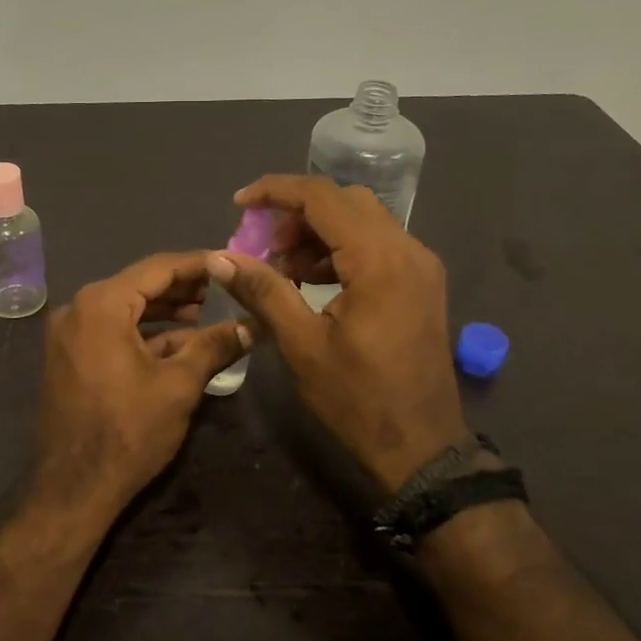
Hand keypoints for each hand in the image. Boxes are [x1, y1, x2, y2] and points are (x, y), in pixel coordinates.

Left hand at [33, 253, 250, 518]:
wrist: (74, 488)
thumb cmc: (128, 431)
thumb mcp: (179, 385)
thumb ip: (215, 346)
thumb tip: (252, 326)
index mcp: (101, 304)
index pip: (158, 268)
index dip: (198, 265)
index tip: (230, 263)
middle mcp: (78, 309)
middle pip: (140, 285)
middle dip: (183, 289)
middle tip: (224, 290)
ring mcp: (69, 334)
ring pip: (126, 309)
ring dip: (165, 312)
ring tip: (206, 315)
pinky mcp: (69, 357)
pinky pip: (111, 331)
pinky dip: (143, 334)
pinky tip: (178, 343)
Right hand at [209, 176, 467, 492]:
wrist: (422, 448)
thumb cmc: (358, 400)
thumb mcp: (302, 344)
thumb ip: (263, 291)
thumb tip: (219, 257)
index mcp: (379, 261)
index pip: (323, 198)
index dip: (276, 192)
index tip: (240, 204)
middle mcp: (408, 250)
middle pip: (345, 202)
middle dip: (297, 213)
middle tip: (262, 243)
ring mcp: (420, 266)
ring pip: (363, 221)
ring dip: (318, 231)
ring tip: (282, 266)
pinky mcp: (421, 283)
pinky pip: (377, 245)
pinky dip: (340, 250)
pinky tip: (311, 280)